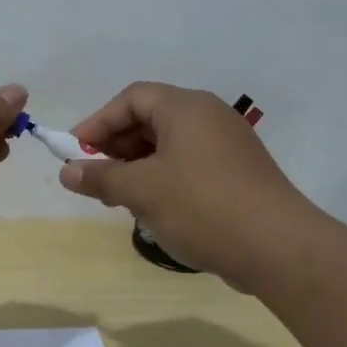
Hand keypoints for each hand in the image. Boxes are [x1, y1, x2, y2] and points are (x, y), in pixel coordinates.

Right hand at [56, 82, 312, 285]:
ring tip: (118, 198)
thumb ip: (101, 177)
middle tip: (95, 178)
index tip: (75, 152)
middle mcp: (209, 117)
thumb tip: (68, 172)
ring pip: (169, 145)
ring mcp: (227, 146)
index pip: (131, 98)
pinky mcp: (238, 174)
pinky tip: (153, 209)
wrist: (278, 247)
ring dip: (137, 167)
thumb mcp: (142, 190)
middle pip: (150, 119)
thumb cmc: (202, 206)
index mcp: (186, 107)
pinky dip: (163, 179)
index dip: (98, 122)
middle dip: (116, 147)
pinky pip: (189, 165)